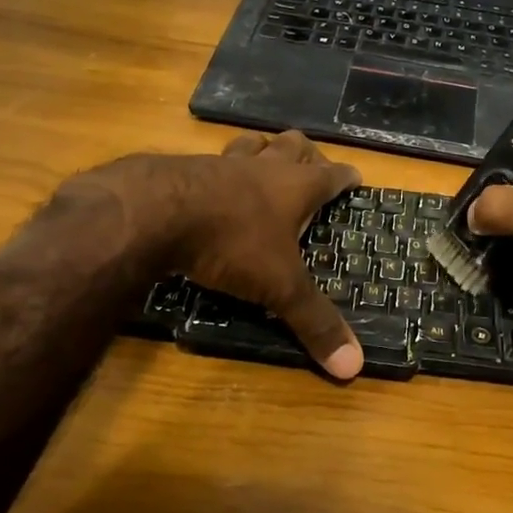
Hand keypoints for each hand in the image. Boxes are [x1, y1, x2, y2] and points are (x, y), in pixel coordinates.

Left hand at [78, 131, 364, 378]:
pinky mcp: (185, 169)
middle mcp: (263, 167)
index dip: (346, 177)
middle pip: (293, 145)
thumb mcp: (278, 286)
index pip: (332, 174)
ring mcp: (222, 164)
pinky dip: (220, 170)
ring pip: (251, 144)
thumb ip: (314, 321)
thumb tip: (354, 367)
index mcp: (295, 187)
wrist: (157, 212)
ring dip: (262, 151)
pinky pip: (211, 161)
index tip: (355, 179)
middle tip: (312, 168)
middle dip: (307, 153)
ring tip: (265, 162)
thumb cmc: (232, 242)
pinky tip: (212, 186)